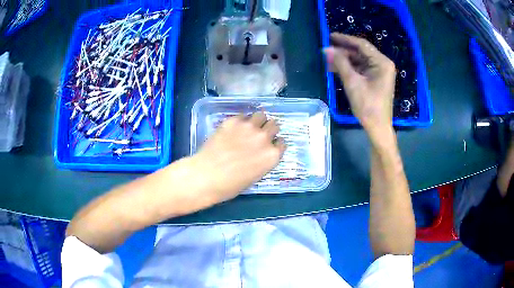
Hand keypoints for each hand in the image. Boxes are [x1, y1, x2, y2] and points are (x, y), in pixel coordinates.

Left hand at [193, 112, 286, 203]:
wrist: (206, 176)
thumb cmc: (230, 185)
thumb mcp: (254, 176)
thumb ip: (262, 161)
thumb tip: (259, 153)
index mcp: (272, 155)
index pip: (282, 142)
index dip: (275, 143)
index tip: (269, 145)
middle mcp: (264, 138)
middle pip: (274, 125)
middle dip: (268, 129)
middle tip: (259, 134)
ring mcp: (249, 127)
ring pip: (261, 115)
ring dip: (257, 121)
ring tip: (248, 127)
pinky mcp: (233, 121)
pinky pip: (243, 116)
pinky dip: (241, 121)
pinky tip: (233, 129)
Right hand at [324, 33, 396, 135]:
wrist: (377, 127)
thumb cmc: (368, 106)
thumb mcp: (352, 82)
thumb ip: (340, 63)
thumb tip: (327, 49)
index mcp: (382, 62)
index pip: (362, 45)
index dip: (345, 39)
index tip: (329, 36)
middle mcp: (382, 64)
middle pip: (360, 52)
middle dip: (343, 51)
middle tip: (326, 49)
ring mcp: (379, 72)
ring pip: (359, 60)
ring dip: (344, 60)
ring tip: (328, 59)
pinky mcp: (375, 79)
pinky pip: (361, 68)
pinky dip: (349, 68)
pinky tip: (336, 68)